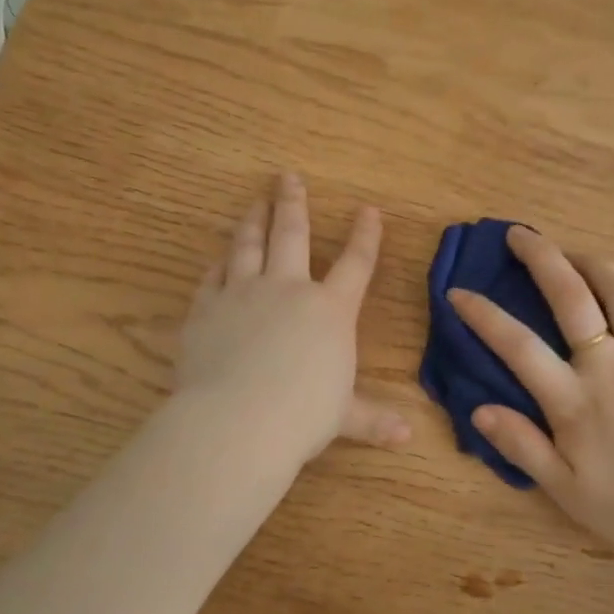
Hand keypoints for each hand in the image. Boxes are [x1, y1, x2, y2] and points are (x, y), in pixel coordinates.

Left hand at [176, 173, 409, 462]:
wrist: (238, 421)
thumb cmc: (303, 416)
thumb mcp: (343, 418)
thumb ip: (372, 420)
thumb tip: (407, 436)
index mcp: (330, 311)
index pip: (355, 264)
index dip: (365, 236)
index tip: (368, 210)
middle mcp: (288, 290)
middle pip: (292, 234)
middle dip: (293, 203)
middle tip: (288, 176)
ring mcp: (243, 295)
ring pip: (248, 245)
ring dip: (253, 220)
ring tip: (254, 202)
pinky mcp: (206, 310)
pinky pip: (213, 277)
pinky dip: (218, 264)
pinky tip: (218, 258)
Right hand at [449, 226, 613, 559]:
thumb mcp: (566, 490)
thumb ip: (522, 446)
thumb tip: (479, 409)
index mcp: (574, 401)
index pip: (518, 346)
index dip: (483, 315)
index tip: (459, 292)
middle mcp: (611, 367)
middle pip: (573, 297)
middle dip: (542, 258)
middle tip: (520, 235)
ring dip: (595, 264)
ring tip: (575, 255)